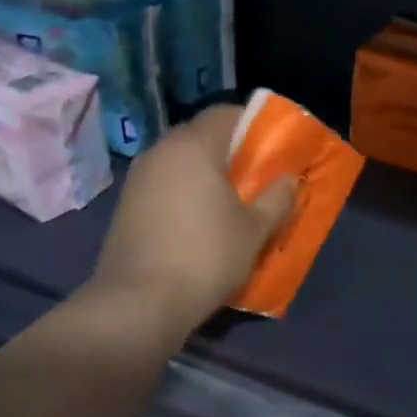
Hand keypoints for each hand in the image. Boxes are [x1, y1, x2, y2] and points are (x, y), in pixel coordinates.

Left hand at [89, 105, 297, 336]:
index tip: (272, 148)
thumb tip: (289, 179)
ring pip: (181, 163)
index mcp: (193, 146)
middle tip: (257, 177)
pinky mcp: (126, 206)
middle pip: (202, 136)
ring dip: (206, 175)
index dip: (253, 124)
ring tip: (231, 203)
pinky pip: (164, 186)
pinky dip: (184, 194)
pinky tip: (200, 223)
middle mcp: (161, 152)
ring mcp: (138, 179)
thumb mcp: (254, 230)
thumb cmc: (206, 256)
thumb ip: (277, 198)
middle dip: (231, 152)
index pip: (226, 113)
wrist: (139, 303)